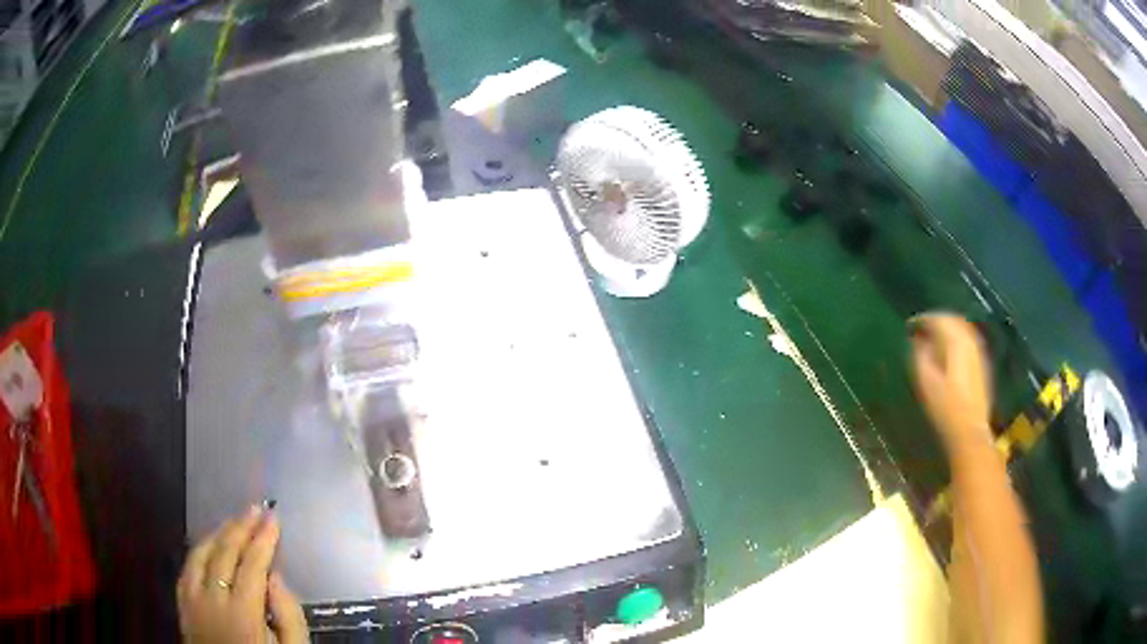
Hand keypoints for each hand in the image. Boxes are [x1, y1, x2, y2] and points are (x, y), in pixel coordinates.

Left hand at [178, 506, 308, 643]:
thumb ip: (289, 617)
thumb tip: (276, 577)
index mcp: (243, 614)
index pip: (252, 565)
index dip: (264, 539)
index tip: (274, 517)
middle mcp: (212, 600)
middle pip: (224, 553)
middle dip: (241, 527)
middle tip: (256, 508)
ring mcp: (192, 600)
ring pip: (200, 554)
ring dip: (218, 533)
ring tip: (234, 521)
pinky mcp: (182, 605)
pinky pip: (186, 568)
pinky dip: (198, 550)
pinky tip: (208, 545)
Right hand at [909, 312, 992, 449]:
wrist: (969, 429)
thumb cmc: (945, 407)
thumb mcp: (926, 381)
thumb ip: (921, 355)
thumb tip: (918, 340)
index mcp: (956, 342)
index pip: (939, 319)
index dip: (922, 319)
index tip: (910, 325)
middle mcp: (970, 341)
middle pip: (952, 320)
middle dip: (936, 321)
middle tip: (921, 328)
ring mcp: (978, 352)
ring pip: (961, 329)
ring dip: (947, 329)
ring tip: (933, 338)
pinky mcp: (981, 363)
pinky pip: (967, 340)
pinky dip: (955, 339)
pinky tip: (948, 351)